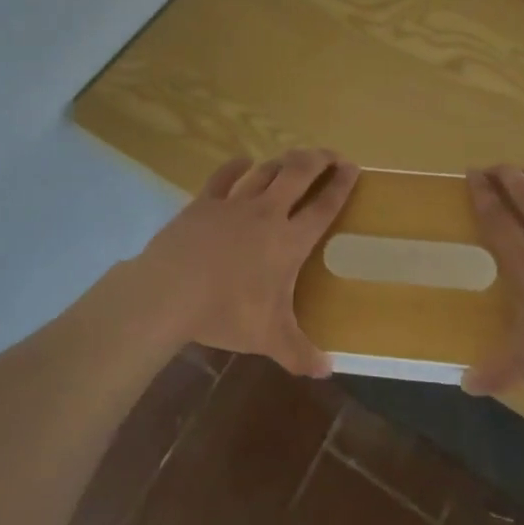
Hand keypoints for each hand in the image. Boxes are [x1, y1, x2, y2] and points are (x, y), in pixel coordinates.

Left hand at [136, 149, 359, 377]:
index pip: (323, 207)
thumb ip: (299, 353)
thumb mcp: (268, 338)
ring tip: (293, 158)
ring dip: (282, 161)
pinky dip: (236, 165)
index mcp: (288, 241)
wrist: (171, 291)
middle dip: (317, 160)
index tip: (353, 167)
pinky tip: (243, 161)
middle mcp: (267, 213)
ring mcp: (234, 203)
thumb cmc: (226, 312)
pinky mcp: (205, 202)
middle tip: (330, 154)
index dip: (341, 185)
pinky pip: (224, 176)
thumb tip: (328, 370)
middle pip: (298, 174)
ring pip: (265, 171)